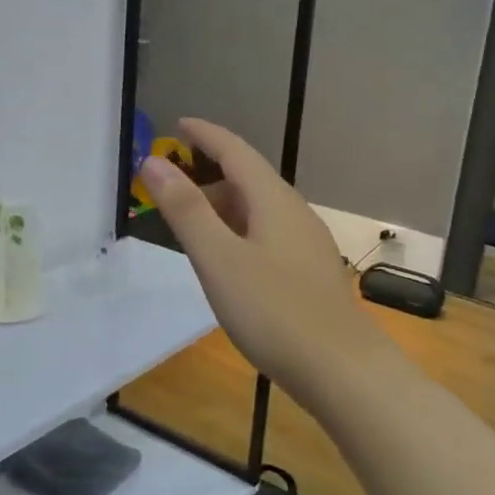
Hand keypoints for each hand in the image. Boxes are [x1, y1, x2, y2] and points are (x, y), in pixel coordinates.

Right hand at [139, 119, 385, 408]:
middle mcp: (294, 212)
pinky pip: (266, 234)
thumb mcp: (218, 259)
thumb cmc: (273, 311)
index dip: (206, 135)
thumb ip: (185, 210)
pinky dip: (238, 232)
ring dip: (222, 207)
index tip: (179, 124)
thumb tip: (153, 162)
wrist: (341, 370)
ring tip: (190, 228)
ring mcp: (306, 243)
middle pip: (247, 179)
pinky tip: (227, 261)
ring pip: (258, 209)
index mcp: (273, 200)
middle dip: (208, 176)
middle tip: (169, 191)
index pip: (235, 151)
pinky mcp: (309, 272)